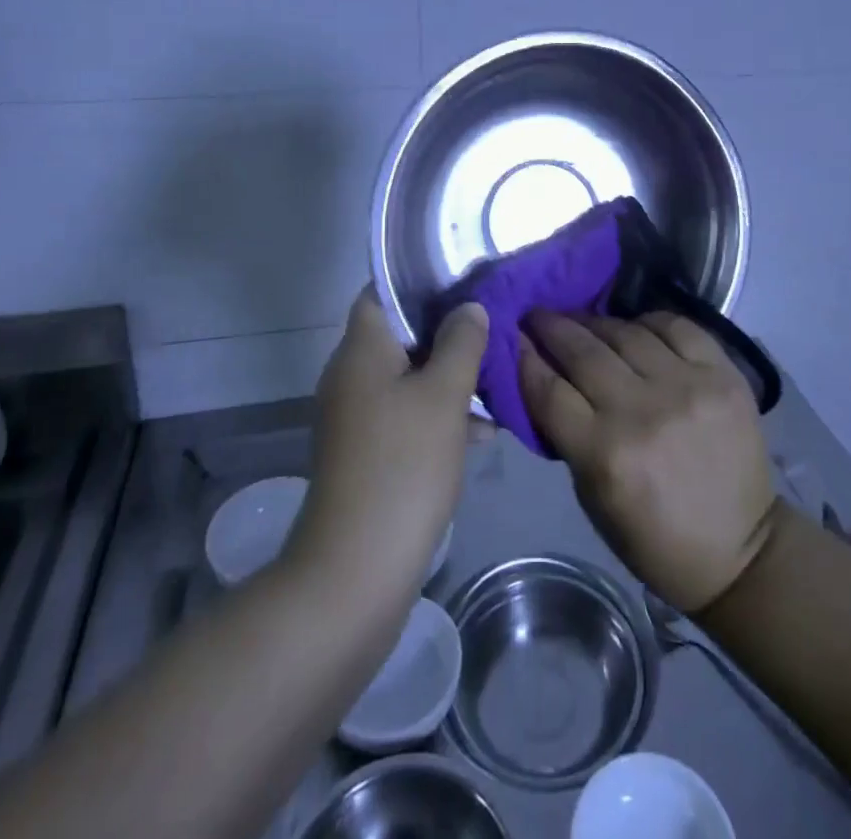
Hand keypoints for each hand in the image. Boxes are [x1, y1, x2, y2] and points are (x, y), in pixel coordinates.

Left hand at [287, 290, 487, 604]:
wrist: (356, 570)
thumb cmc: (403, 465)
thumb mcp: (444, 396)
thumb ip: (461, 343)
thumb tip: (470, 307)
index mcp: (361, 350)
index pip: (382, 291)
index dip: (421, 280)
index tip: (466, 280)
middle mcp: (351, 375)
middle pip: (401, 334)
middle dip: (448, 331)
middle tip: (494, 328)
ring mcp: (356, 416)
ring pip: (409, 377)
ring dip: (450, 377)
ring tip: (498, 379)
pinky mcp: (367, 452)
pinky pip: (406, 414)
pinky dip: (439, 414)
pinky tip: (483, 432)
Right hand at [520, 311, 776, 613]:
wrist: (741, 551)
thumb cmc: (654, 538)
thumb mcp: (593, 498)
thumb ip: (568, 435)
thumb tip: (544, 379)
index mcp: (605, 454)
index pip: (549, 389)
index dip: (524, 356)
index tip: (511, 335)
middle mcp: (643, 411)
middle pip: (583, 352)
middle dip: (552, 326)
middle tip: (536, 314)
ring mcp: (687, 387)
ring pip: (627, 333)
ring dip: (595, 321)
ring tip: (581, 318)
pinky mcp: (723, 375)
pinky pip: (677, 327)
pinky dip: (649, 321)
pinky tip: (635, 326)